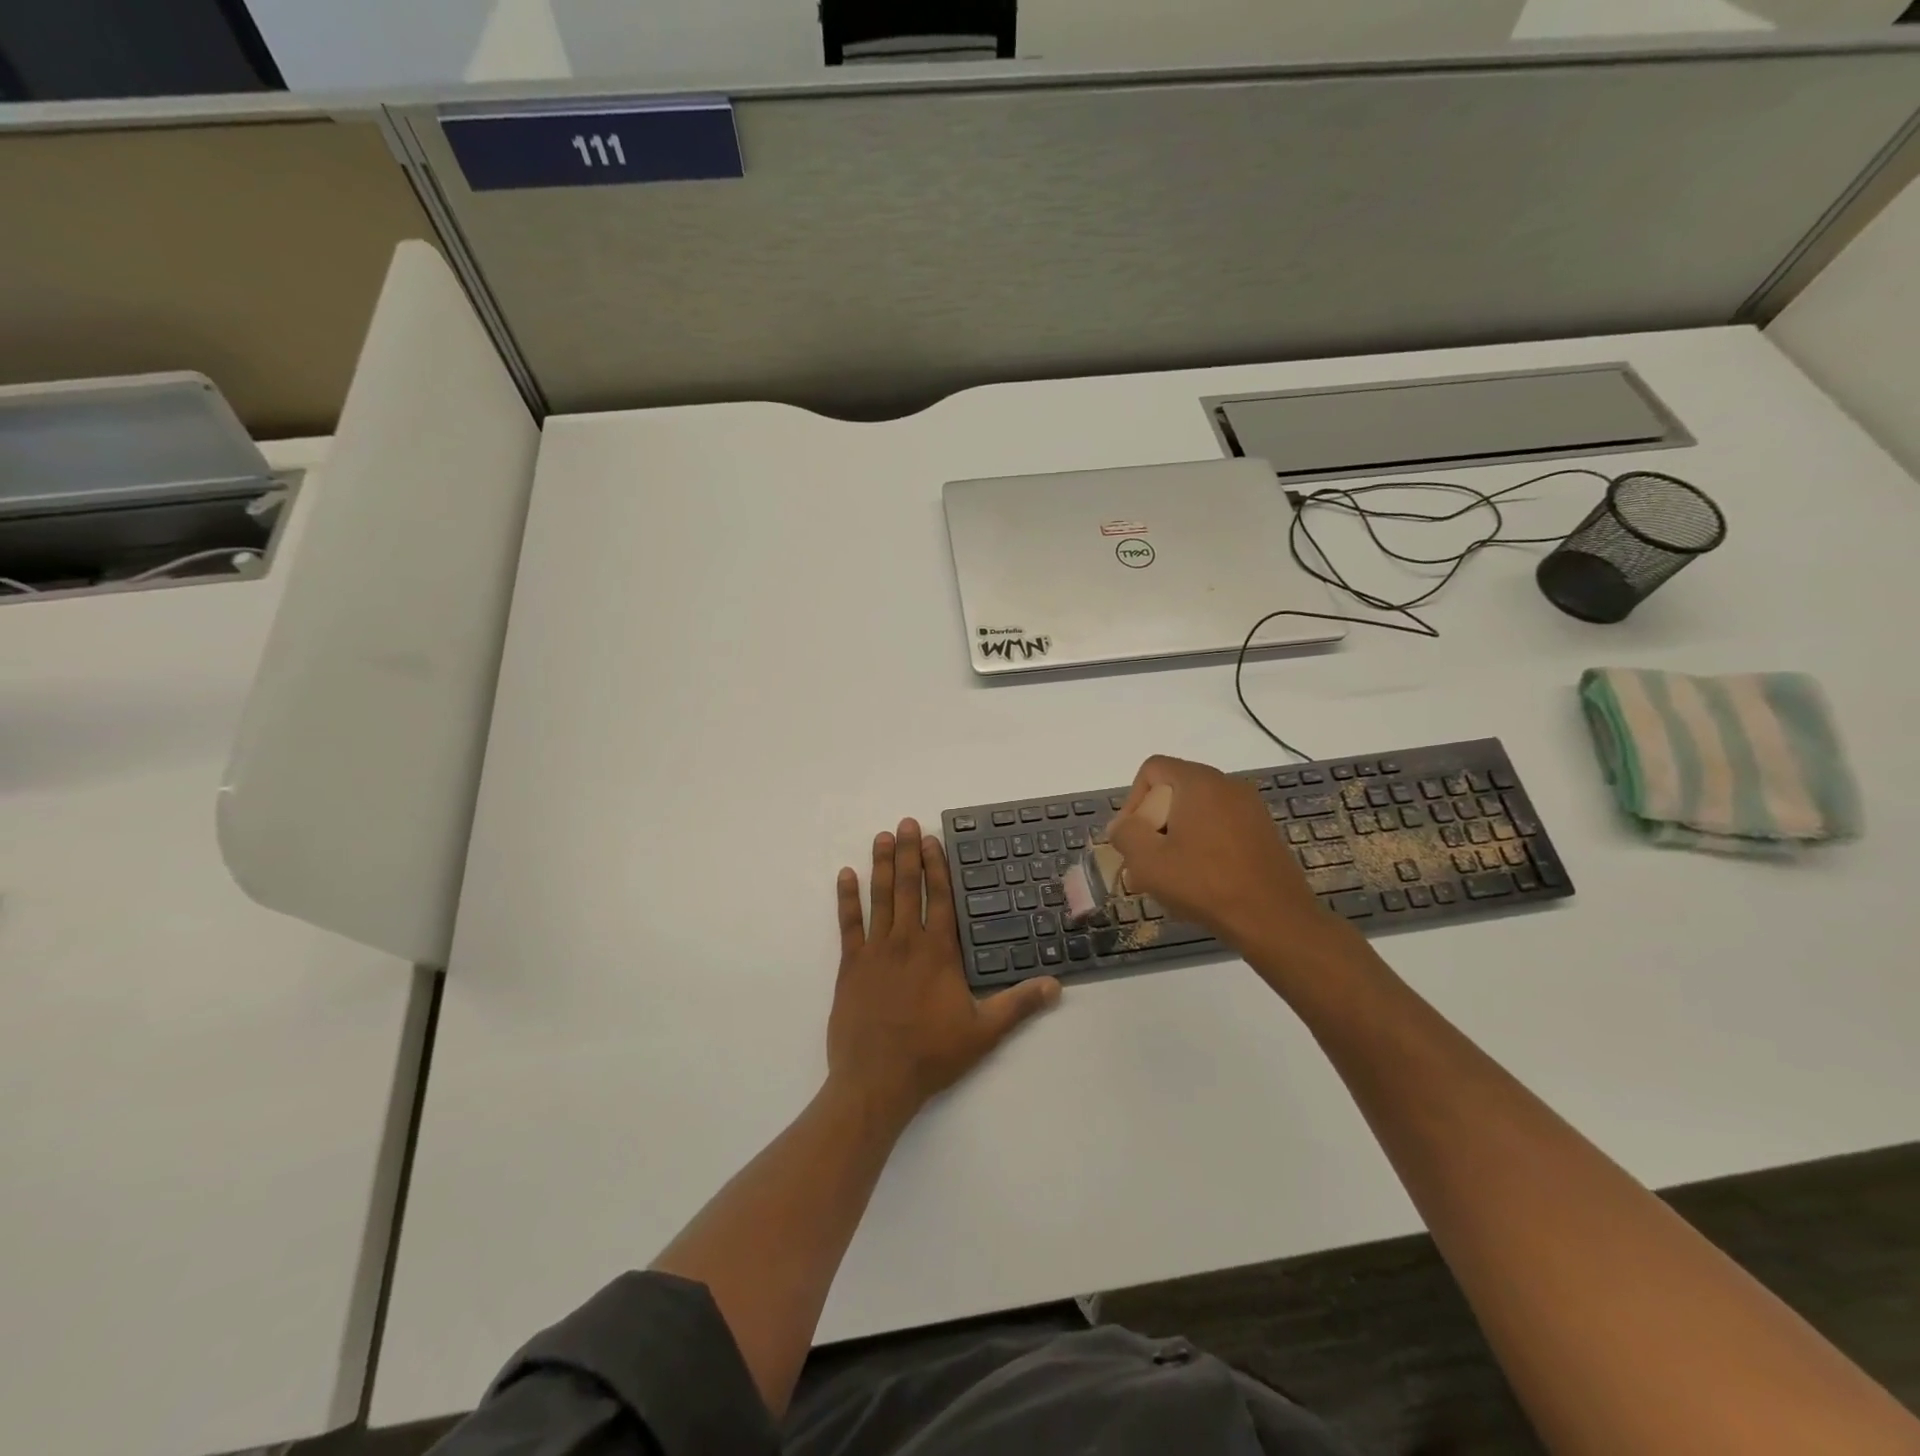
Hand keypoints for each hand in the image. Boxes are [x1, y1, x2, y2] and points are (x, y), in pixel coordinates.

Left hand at [828, 819, 1060, 1118]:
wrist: (876, 1081)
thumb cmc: (932, 1055)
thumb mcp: (984, 1032)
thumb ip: (1018, 1005)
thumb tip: (1056, 985)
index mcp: (939, 952)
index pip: (940, 898)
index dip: (937, 866)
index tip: (933, 840)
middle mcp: (907, 942)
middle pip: (909, 888)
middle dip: (909, 853)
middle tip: (906, 823)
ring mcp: (875, 951)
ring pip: (880, 898)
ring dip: (882, 865)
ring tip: (882, 837)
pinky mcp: (850, 966)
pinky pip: (848, 924)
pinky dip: (846, 898)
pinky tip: (846, 875)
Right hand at [1107, 755, 1331, 952]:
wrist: (1275, 920)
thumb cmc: (1205, 884)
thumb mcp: (1148, 861)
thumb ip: (1126, 834)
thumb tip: (1124, 826)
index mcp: (1199, 782)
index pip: (1153, 769)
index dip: (1132, 800)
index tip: (1132, 837)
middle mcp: (1227, 785)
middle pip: (1174, 792)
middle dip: (1153, 825)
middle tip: (1146, 863)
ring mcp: (1250, 809)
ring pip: (1197, 814)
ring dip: (1175, 840)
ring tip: (1169, 878)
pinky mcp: (1263, 833)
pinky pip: (1220, 829)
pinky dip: (1202, 847)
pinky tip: (1199, 883)